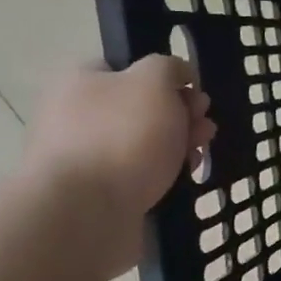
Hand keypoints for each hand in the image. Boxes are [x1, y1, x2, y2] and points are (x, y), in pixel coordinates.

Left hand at [20, 57, 214, 274]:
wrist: (84, 213)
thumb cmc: (122, 136)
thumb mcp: (153, 81)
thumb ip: (169, 68)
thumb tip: (177, 74)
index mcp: (80, 81)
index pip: (128, 68)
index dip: (167, 79)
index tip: (194, 95)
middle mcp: (76, 115)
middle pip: (140, 108)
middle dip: (180, 115)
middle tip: (204, 128)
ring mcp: (85, 157)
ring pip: (143, 143)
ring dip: (177, 146)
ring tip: (200, 156)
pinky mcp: (96, 194)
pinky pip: (138, 176)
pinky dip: (163, 176)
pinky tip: (182, 181)